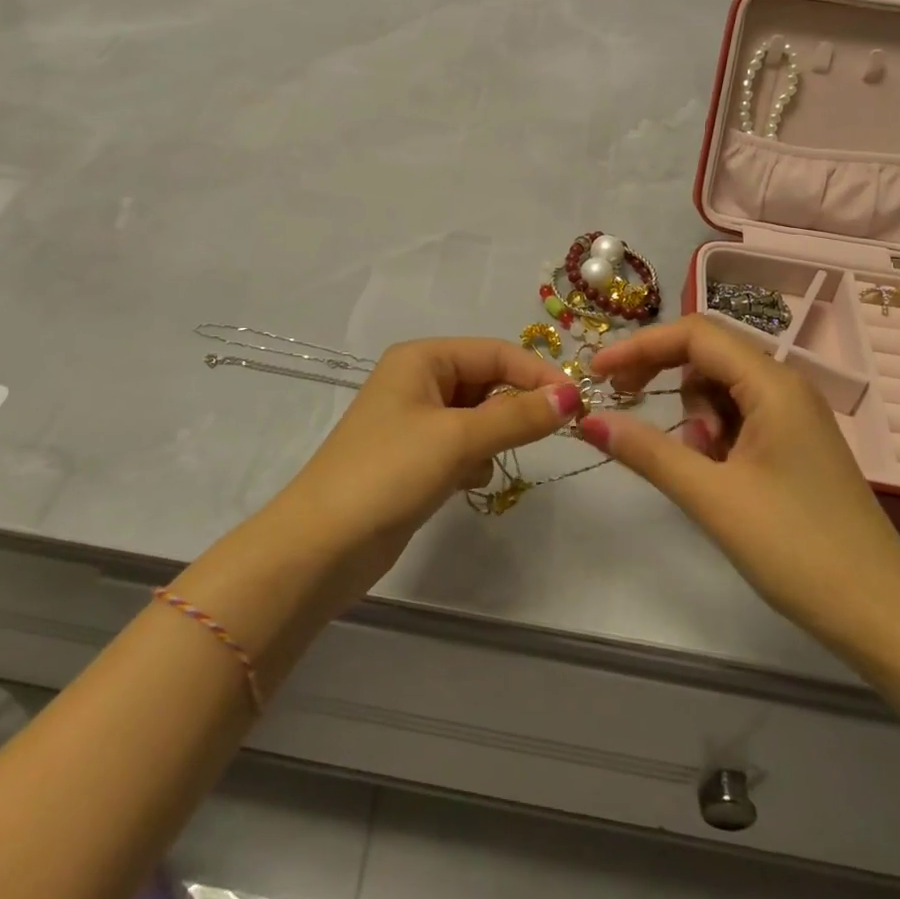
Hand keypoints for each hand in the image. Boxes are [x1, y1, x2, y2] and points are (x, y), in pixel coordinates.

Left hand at [274, 338, 582, 598]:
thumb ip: (518, 416)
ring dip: (492, 437)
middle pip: (487, 382)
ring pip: (477, 416)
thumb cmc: (388, 474)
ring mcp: (414, 420)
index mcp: (422, 358)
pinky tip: (465, 483)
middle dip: (513, 409)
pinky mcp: (414, 458)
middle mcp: (418, 380)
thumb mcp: (458, 439)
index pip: (496, 352)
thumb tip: (572, 397)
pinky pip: (461, 445)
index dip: (538, 375)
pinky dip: (473, 460)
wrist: (322, 546)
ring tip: (483, 463)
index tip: (577, 405)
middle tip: (545, 437)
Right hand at [585, 313, 899, 655]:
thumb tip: (589, 420)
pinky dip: (715, 435)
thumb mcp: (712, 497)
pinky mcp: (796, 445)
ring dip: (693, 413)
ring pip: (722, 388)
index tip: (597, 373)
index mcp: (773, 385)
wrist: (885, 618)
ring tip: (697, 464)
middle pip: (708, 355)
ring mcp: (795, 417)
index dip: (640, 346)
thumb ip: (647, 452)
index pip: (695, 334)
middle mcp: (786, 388)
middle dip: (662, 374)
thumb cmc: (798, 550)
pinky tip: (716, 474)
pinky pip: (741, 417)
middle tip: (623, 403)